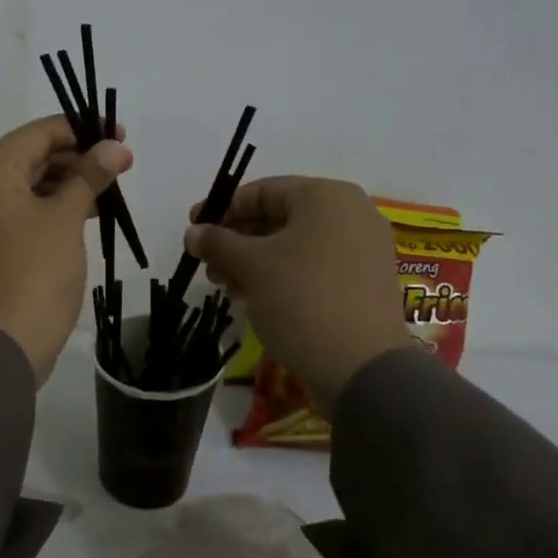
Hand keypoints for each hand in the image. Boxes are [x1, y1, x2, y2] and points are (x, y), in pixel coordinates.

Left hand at [0, 115, 131, 385]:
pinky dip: (52, 209)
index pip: (37, 133)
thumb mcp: (66, 219)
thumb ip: (89, 176)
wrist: (2, 347)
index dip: (81, 129)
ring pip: (28, 187)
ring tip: (109, 193)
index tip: (120, 136)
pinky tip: (86, 216)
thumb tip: (115, 147)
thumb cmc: (34, 273)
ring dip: (68, 185)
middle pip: (31, 158)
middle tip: (121, 167)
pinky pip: (22, 213)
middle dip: (77, 159)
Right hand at [185, 177, 412, 409]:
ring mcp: (362, 249)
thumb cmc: (302, 299)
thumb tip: (192, 233)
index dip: (222, 209)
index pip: (263, 191)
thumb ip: (217, 242)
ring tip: (226, 286)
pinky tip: (254, 297)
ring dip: (254, 262)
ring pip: (294, 245)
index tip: (193, 229)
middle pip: (279, 218)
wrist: (361, 366)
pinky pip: (314, 266)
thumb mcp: (250, 266)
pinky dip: (281, 275)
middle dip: (237, 241)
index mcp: (326, 196)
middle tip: (207, 265)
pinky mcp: (364, 282)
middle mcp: (351, 214)